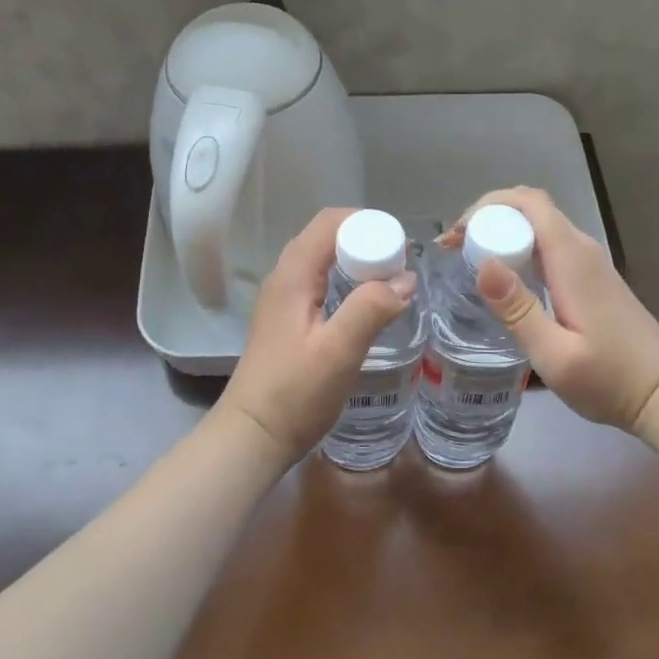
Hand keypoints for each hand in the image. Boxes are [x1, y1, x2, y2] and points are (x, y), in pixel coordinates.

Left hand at [217, 207, 414, 467]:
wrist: (253, 436)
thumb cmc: (294, 393)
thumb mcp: (339, 350)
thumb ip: (371, 308)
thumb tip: (405, 279)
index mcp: (292, 276)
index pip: (329, 222)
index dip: (367, 223)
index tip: (399, 246)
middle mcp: (284, 279)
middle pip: (327, 238)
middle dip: (366, 242)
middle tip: (401, 266)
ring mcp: (283, 301)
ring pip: (324, 262)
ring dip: (358, 264)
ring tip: (391, 284)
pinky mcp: (288, 321)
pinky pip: (321, 285)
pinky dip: (347, 284)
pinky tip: (366, 308)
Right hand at [441, 187, 658, 435]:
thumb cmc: (608, 380)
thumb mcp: (554, 354)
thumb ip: (518, 310)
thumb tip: (484, 264)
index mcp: (572, 259)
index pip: (528, 203)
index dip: (487, 207)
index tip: (455, 238)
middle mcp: (581, 249)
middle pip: (531, 208)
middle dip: (488, 217)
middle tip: (454, 250)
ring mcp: (589, 262)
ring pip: (539, 225)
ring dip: (502, 232)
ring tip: (468, 259)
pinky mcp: (591, 276)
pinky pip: (549, 245)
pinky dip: (519, 247)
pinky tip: (503, 277)